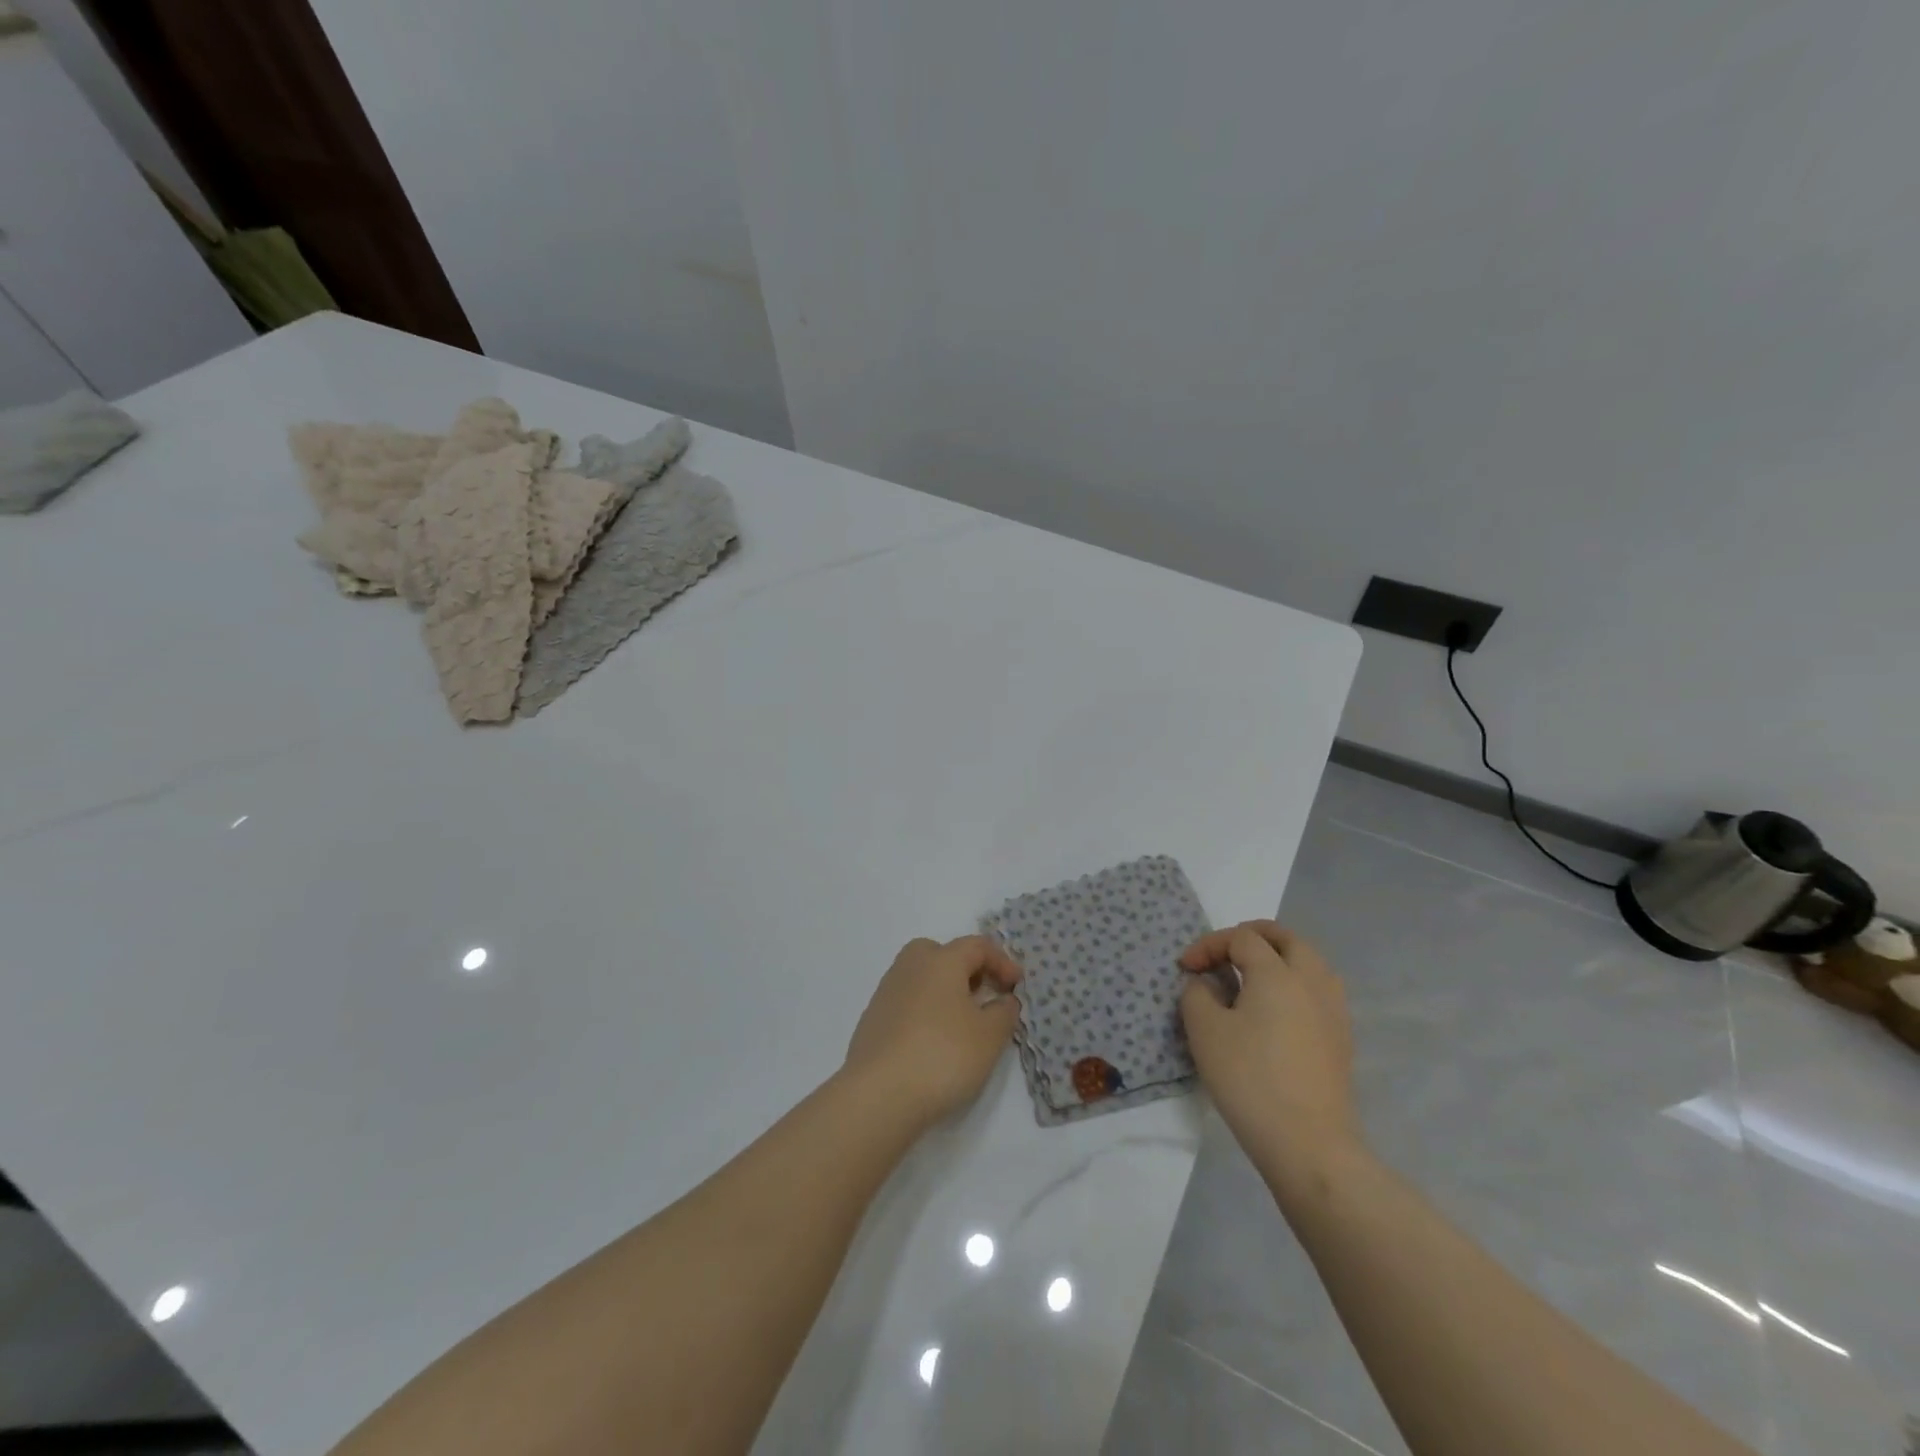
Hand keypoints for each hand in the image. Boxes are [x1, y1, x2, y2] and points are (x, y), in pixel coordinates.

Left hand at [844, 936, 1022, 1129]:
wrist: (878, 1095)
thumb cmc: (943, 1055)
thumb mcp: (989, 1036)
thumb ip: (1004, 1012)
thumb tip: (1003, 999)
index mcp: (941, 960)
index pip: (977, 946)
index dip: (1002, 962)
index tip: (1017, 986)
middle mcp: (910, 966)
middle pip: (942, 953)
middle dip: (967, 969)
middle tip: (984, 995)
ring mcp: (887, 992)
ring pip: (922, 977)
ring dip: (945, 991)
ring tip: (961, 1023)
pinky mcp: (873, 1019)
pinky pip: (907, 1001)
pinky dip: (925, 1011)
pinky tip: (933, 1041)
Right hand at [1179, 922, 1361, 1178]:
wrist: (1308, 1144)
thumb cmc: (1249, 1079)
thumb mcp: (1204, 1030)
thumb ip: (1198, 994)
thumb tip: (1208, 984)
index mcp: (1277, 973)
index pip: (1241, 938)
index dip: (1208, 946)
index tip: (1185, 969)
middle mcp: (1312, 981)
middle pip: (1287, 939)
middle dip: (1252, 936)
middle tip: (1224, 952)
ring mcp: (1333, 1011)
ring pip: (1309, 962)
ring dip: (1279, 958)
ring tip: (1251, 978)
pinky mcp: (1341, 1039)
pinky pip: (1318, 991)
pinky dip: (1294, 984)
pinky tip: (1276, 1011)